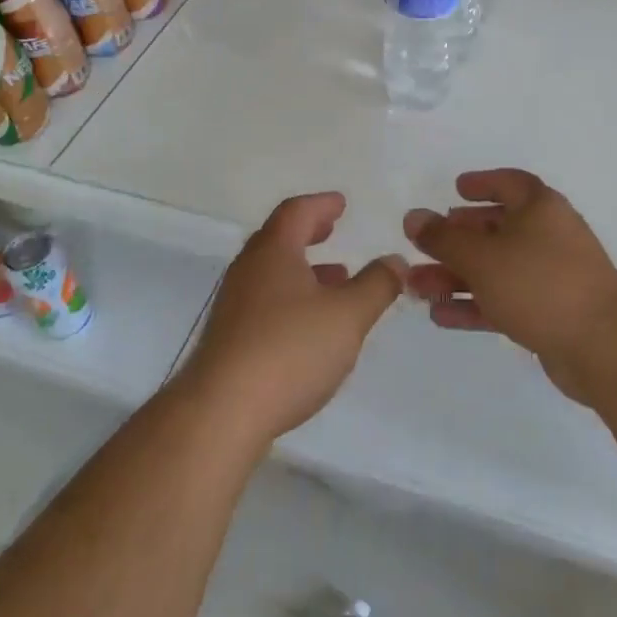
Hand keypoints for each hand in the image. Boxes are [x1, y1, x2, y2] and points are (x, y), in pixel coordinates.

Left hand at [181, 192, 404, 444]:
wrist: (221, 413)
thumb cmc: (289, 350)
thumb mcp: (348, 315)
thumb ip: (376, 285)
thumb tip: (394, 260)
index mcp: (273, 252)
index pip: (296, 212)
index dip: (321, 204)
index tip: (340, 203)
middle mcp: (248, 271)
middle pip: (278, 238)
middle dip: (308, 232)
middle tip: (331, 229)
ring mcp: (234, 306)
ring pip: (271, 273)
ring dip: (303, 268)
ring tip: (335, 278)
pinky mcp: (229, 339)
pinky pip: (265, 302)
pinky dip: (292, 297)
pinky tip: (311, 324)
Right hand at [403, 169, 616, 405]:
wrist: (604, 346)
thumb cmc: (540, 284)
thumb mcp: (482, 257)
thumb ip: (443, 238)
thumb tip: (414, 217)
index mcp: (540, 208)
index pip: (509, 183)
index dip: (482, 183)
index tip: (455, 189)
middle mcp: (548, 236)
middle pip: (496, 229)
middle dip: (457, 239)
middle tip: (425, 244)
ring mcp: (551, 276)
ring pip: (496, 268)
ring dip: (457, 276)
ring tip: (417, 286)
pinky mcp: (551, 313)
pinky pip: (505, 300)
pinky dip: (475, 304)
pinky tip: (441, 315)